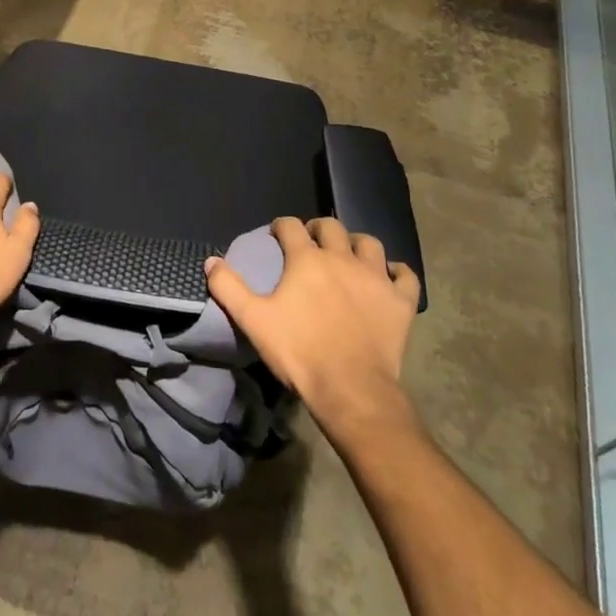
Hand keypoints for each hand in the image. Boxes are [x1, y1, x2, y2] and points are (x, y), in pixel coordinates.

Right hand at [205, 216, 422, 440]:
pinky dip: (396, 272)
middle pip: (331, 226)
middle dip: (318, 228)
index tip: (276, 236)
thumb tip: (210, 261)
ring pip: (369, 243)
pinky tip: (388, 278)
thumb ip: (229, 287)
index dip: (281, 227)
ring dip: (356, 244)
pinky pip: (405, 275)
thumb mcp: (253, 320)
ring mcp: (376, 277)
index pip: (291, 226)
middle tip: (311, 243)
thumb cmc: (299, 352)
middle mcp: (342, 258)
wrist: (351, 390)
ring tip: (349, 256)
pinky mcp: (401, 301)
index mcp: (307, 258)